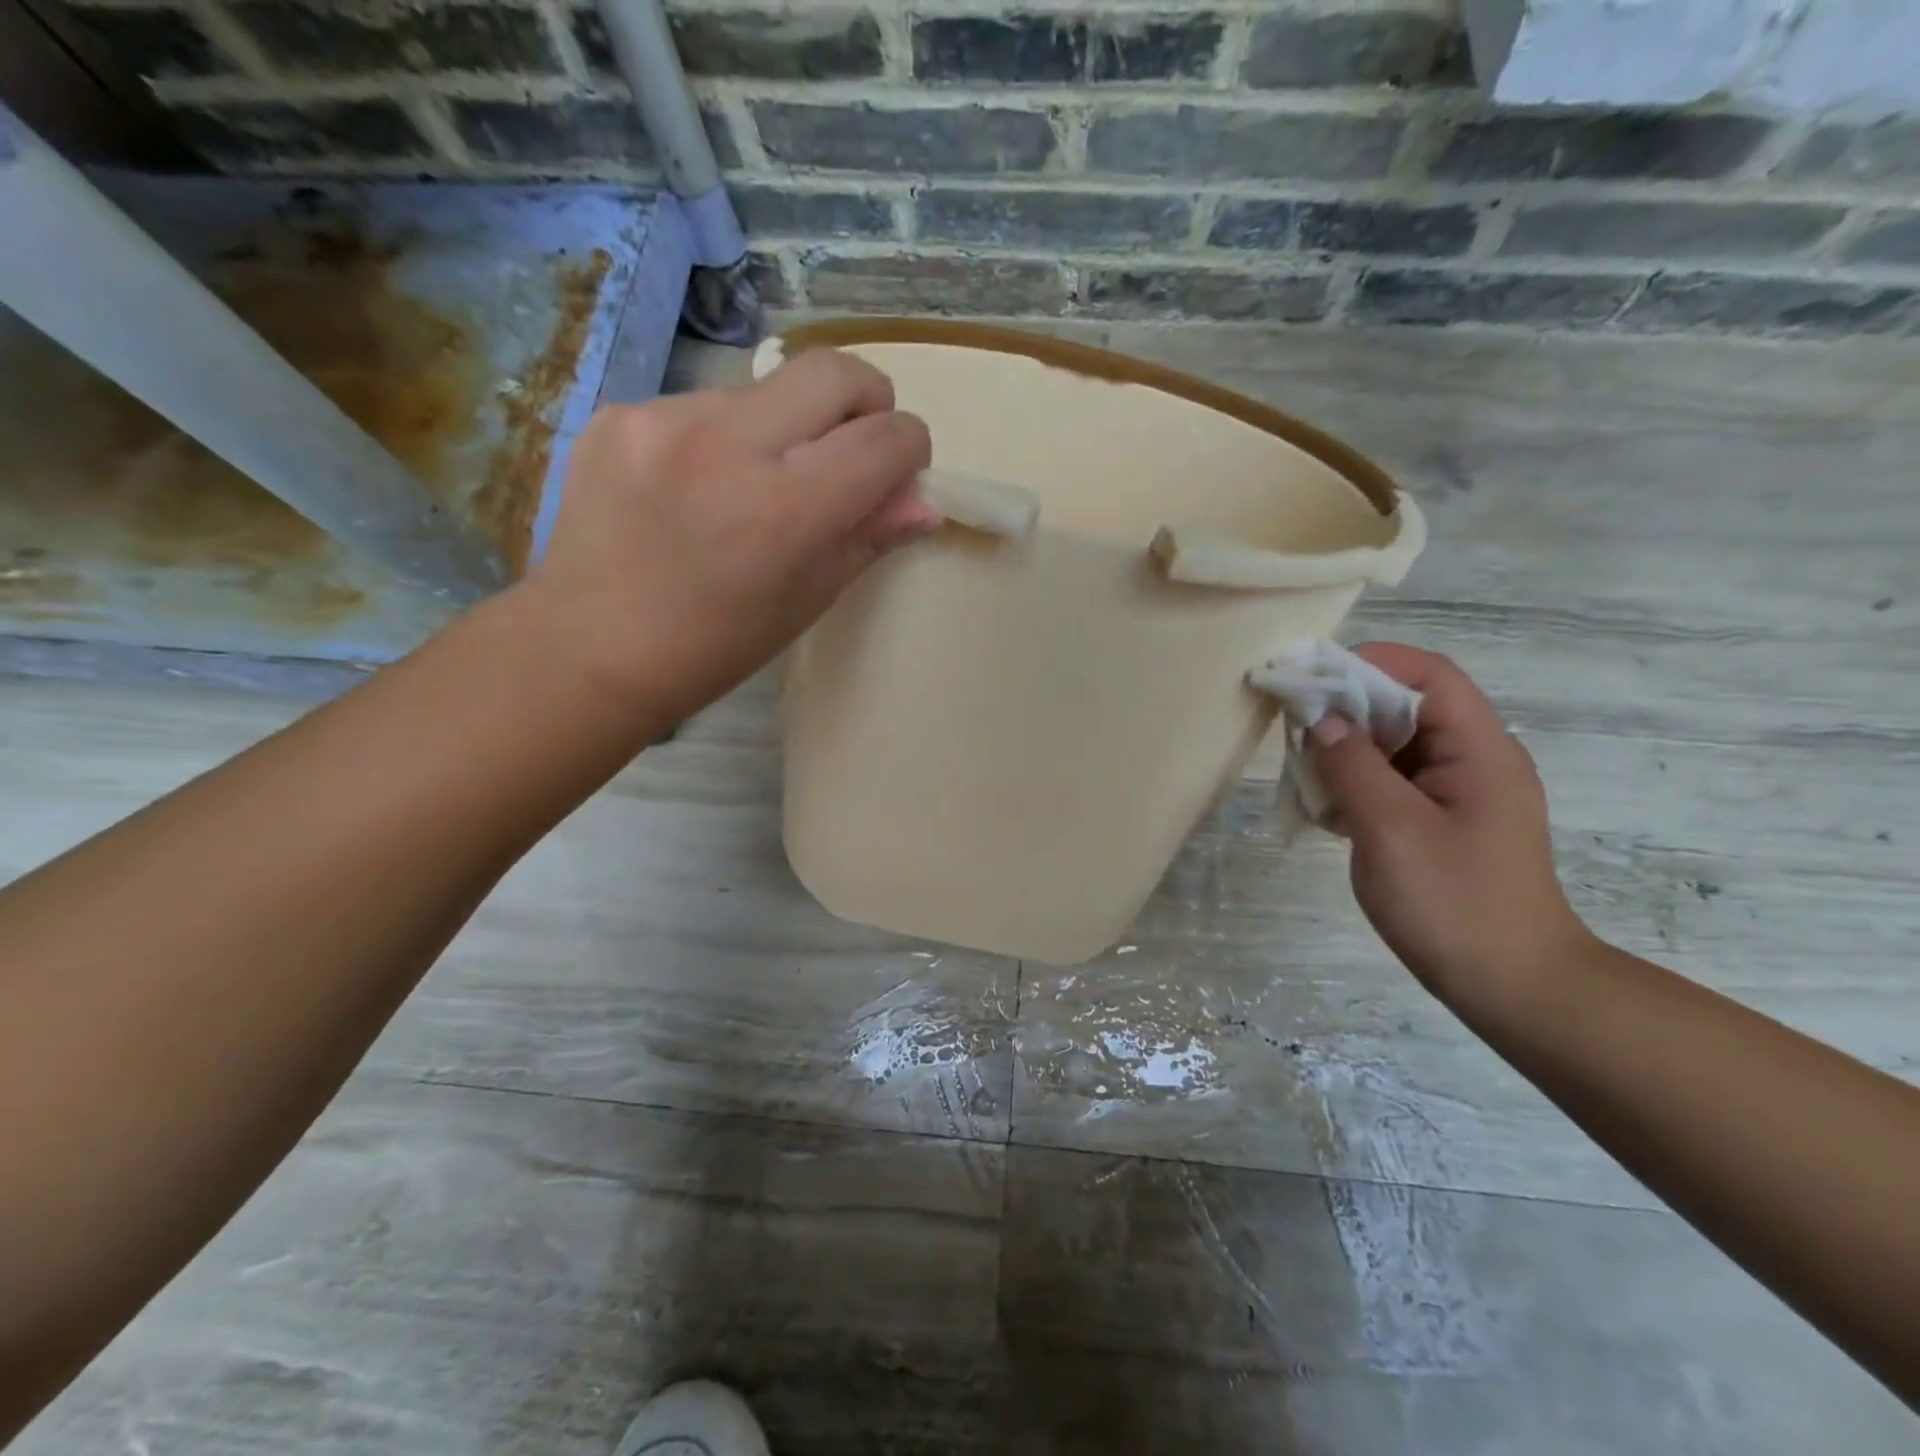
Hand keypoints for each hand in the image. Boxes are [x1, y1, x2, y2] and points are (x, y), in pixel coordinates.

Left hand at [524, 349, 935, 727]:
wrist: (590, 649)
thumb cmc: (715, 645)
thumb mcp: (807, 600)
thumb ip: (869, 537)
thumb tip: (923, 501)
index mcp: (784, 511)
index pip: (885, 438)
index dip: (909, 448)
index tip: (898, 470)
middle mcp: (727, 445)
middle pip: (834, 371)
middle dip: (866, 400)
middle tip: (852, 444)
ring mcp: (664, 420)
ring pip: (765, 389)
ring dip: (785, 425)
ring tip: (753, 484)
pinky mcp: (620, 413)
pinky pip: (703, 404)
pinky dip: (723, 437)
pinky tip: (697, 487)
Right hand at [1307, 644, 1594, 1012]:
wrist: (1513, 987)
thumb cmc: (1454, 902)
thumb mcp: (1391, 828)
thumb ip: (1352, 765)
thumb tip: (1318, 717)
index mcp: (1479, 749)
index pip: (1427, 675)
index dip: (1367, 663)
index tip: (1308, 678)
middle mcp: (1473, 759)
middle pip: (1405, 706)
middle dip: (1346, 709)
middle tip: (1292, 728)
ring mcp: (1457, 792)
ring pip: (1392, 746)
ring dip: (1344, 751)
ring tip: (1302, 773)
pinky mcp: (1440, 820)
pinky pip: (1391, 781)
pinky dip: (1354, 783)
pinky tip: (1324, 810)